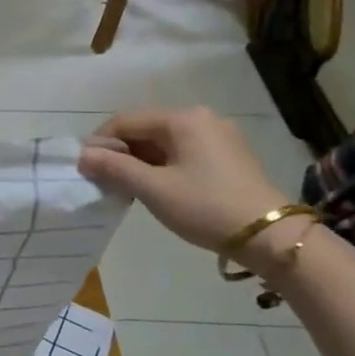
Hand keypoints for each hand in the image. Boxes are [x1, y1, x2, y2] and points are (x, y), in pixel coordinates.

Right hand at [78, 107, 293, 268]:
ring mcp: (219, 136)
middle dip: (121, 153)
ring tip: (128, 188)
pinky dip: (163, 166)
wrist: (271, 237)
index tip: (85, 168)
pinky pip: (183, 152)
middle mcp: (201, 118)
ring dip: (140, 161)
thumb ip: (114, 167)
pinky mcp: (229, 156)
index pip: (125, 121)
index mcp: (182, 119)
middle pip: (145, 129)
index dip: (100, 143)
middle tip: (105, 181)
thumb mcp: (153, 188)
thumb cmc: (206, 207)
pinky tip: (157, 188)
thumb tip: (82, 155)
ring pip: (164, 142)